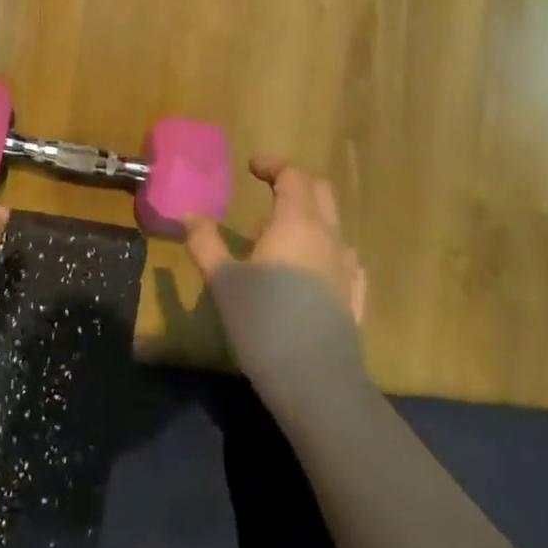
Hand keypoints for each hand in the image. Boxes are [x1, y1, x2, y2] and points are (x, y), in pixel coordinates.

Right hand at [184, 157, 366, 394]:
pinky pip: (345, 258)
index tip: (252, 167)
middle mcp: (327, 236)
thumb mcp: (222, 280)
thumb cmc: (263, 321)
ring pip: (334, 225)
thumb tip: (191, 215)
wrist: (316, 382)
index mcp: (295, 223)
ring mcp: (348, 268)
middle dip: (296, 183)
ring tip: (281, 236)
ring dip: (310, 217)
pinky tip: (312, 269)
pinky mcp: (356, 297)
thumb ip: (205, 242)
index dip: (273, 165)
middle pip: (321, 192)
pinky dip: (326, 250)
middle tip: (269, 189)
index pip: (292, 176)